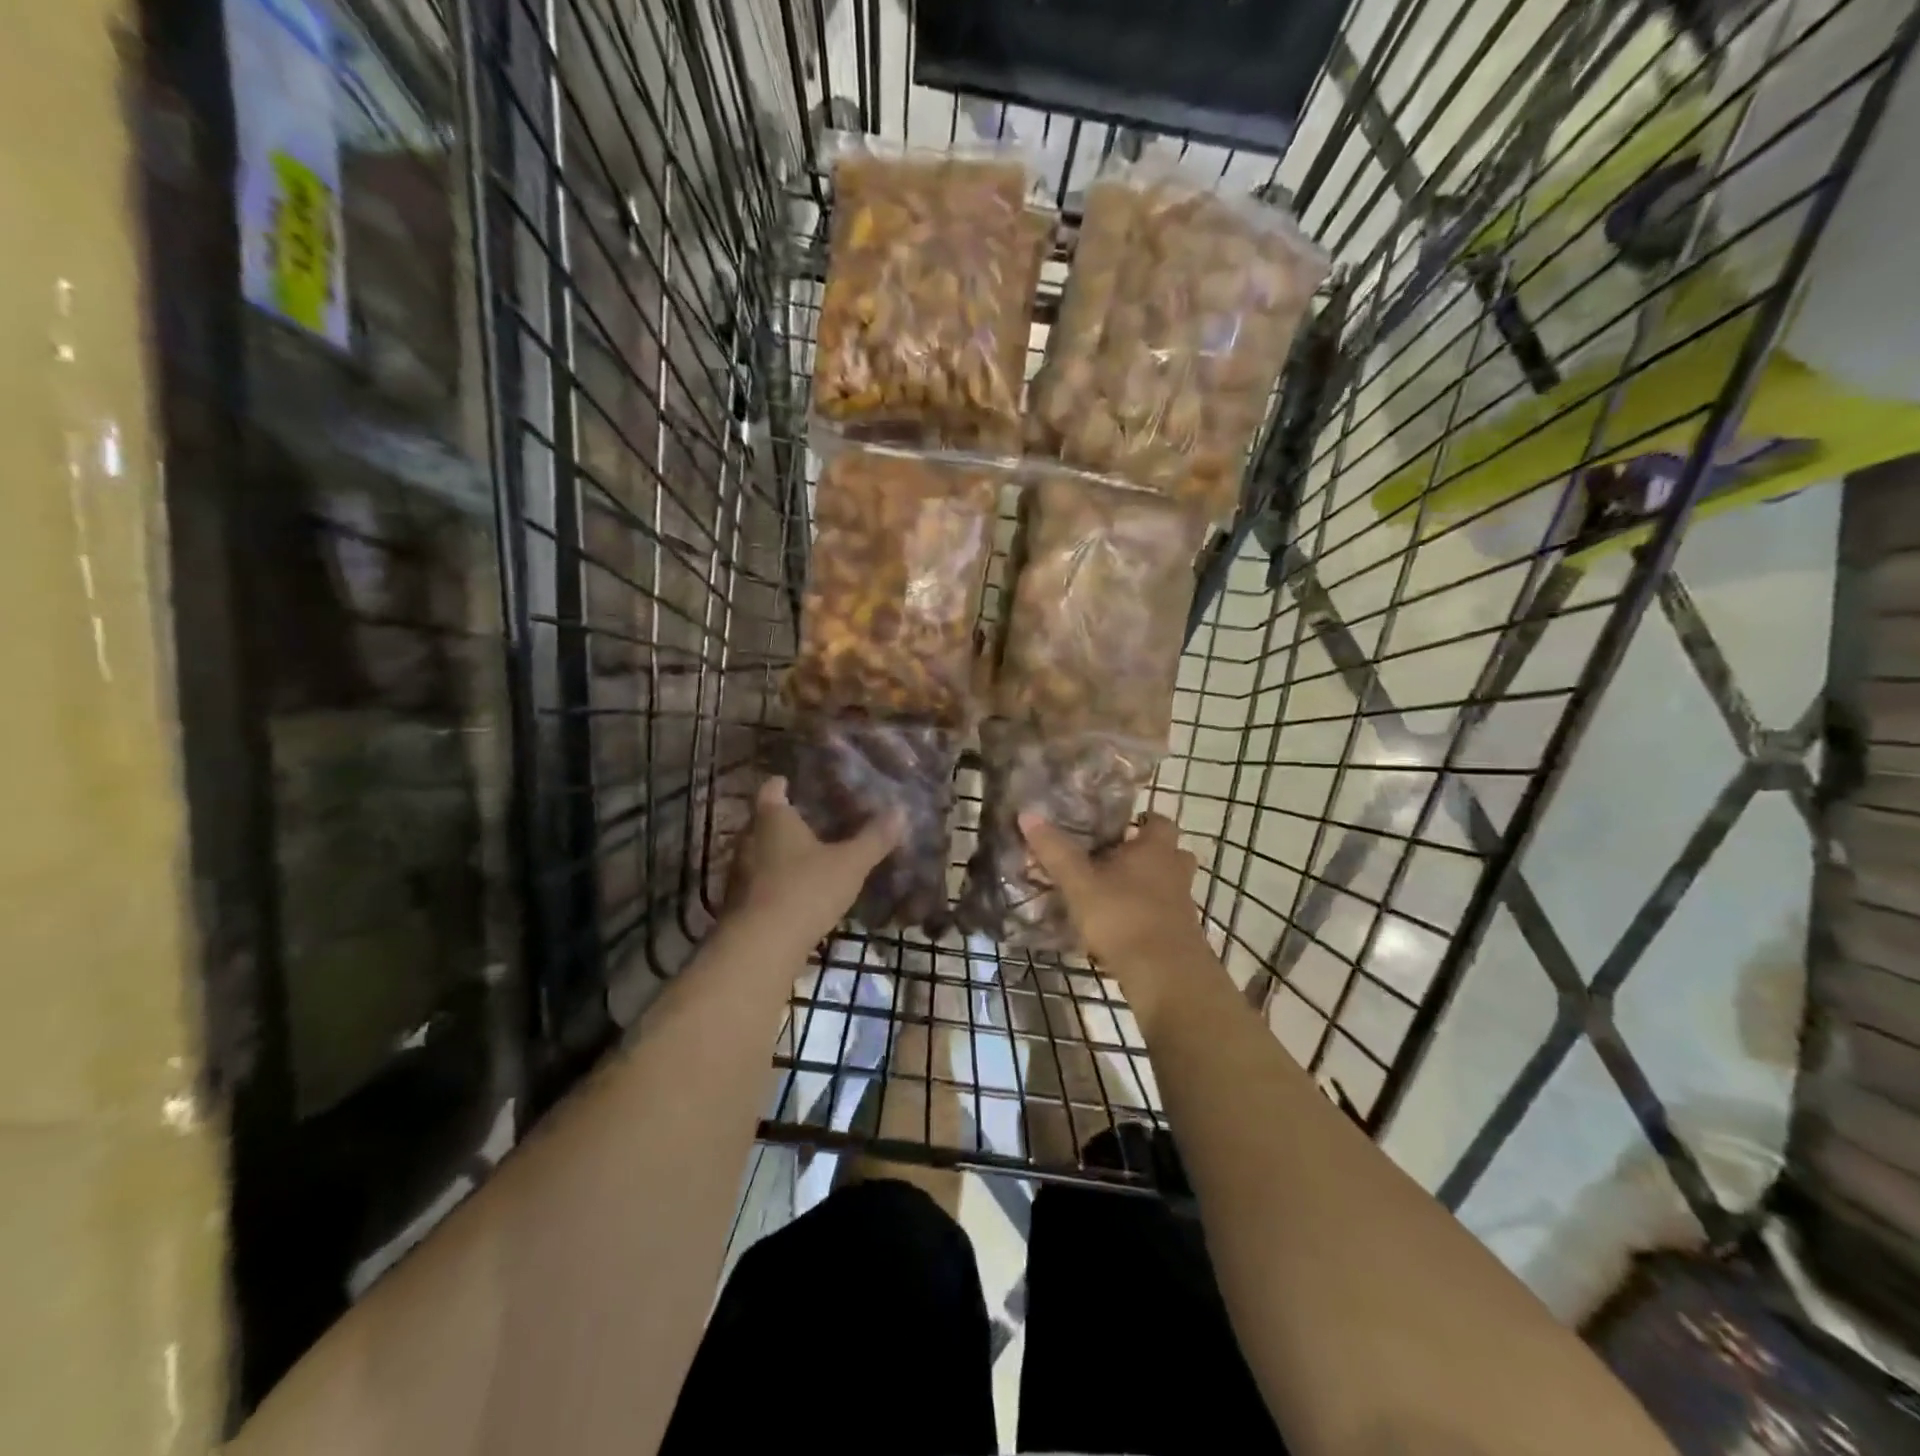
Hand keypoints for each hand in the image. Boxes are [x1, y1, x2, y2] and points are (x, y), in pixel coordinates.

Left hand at [727, 776, 901, 949]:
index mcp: (772, 818)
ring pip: (761, 853)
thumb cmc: (805, 889)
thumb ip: (874, 838)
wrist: (761, 946)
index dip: (785, 784)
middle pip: (765, 821)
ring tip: (810, 858)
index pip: (772, 789)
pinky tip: (798, 892)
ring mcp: (738, 872)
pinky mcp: (737, 903)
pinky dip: (776, 882)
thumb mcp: (850, 863)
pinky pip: (759, 882)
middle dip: (787, 821)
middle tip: (815, 822)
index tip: (799, 784)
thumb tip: (900, 812)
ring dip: (780, 854)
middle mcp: (748, 838)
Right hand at [1019, 812, 1216, 1008]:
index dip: (1141, 821)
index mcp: (1155, 849)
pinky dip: (1145, 915)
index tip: (1116, 826)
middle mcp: (1175, 871)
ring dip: (1145, 886)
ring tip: (1111, 893)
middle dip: (1144, 854)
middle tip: (1112, 859)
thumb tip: (1028, 814)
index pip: (1158, 821)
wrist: (1165, 976)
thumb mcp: (1079, 883)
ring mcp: (1182, 905)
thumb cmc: (1123, 917)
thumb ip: (1055, 851)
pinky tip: (1118, 926)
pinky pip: (1163, 914)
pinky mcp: (1180, 935)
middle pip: (1168, 853)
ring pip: (1166, 885)